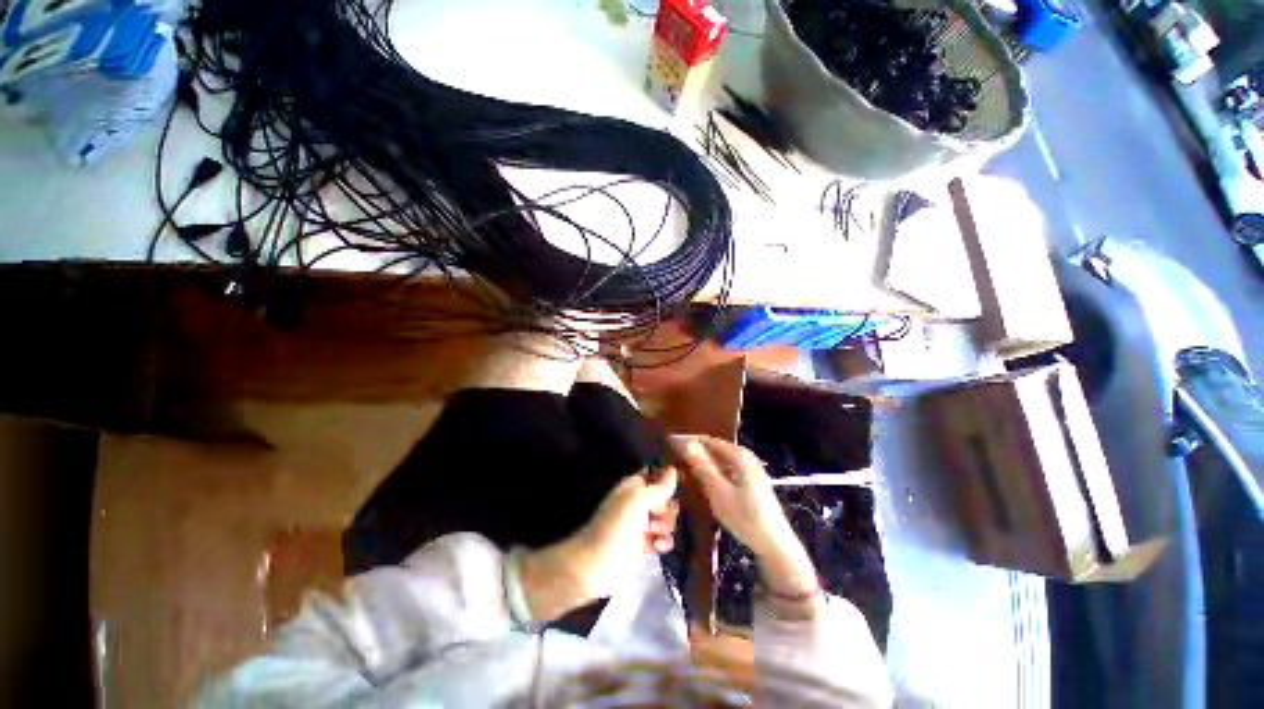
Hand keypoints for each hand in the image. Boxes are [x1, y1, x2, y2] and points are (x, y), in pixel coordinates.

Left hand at [520, 468, 678, 621]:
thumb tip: (674, 470)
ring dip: (667, 524)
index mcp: (634, 487)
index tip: (678, 485)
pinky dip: (664, 542)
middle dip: (668, 505)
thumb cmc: (617, 523)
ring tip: (658, 531)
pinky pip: (662, 539)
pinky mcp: (643, 546)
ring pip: (665, 519)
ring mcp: (640, 525)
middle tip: (661, 513)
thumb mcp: (639, 498)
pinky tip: (659, 547)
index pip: (654, 475)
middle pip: (664, 498)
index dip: (666, 479)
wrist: (598, 562)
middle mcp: (637, 503)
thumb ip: (659, 486)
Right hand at [669, 435, 792, 555]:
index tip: (671, 444)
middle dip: (697, 451)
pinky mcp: (753, 481)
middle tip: (675, 458)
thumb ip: (702, 467)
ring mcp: (752, 469)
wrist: (776, 544)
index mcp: (740, 456)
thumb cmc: (746, 518)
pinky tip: (706, 480)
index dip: (689, 440)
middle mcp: (747, 457)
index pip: (709, 440)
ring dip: (705, 461)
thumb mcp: (719, 493)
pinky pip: (728, 468)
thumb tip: (686, 444)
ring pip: (722, 459)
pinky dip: (715, 471)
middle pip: (716, 448)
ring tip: (686, 468)